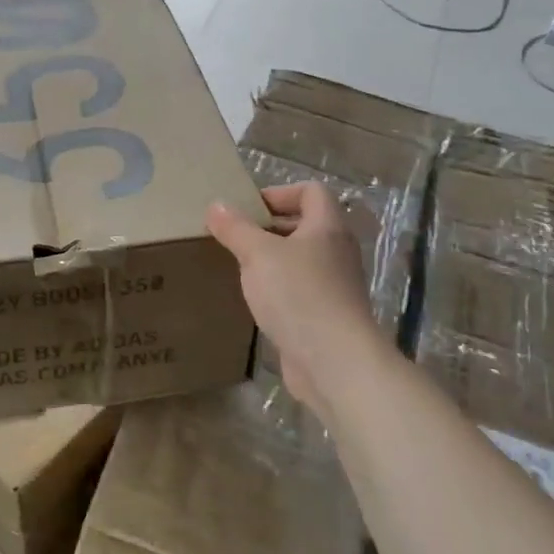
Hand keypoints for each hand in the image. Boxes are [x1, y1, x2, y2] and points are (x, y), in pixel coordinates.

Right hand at [206, 183, 382, 417]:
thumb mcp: (258, 254)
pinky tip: (256, 301)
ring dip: (273, 260)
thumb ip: (236, 228)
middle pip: (305, 225)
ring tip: (241, 267)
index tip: (248, 209)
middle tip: (237, 237)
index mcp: (327, 227)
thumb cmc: (298, 295)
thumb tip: (217, 205)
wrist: (335, 362)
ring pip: (301, 260)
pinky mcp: (327, 316)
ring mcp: (335, 286)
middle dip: (270, 227)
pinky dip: (279, 290)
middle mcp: (337, 251)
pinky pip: (300, 290)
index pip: (311, 191)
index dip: (280, 193)